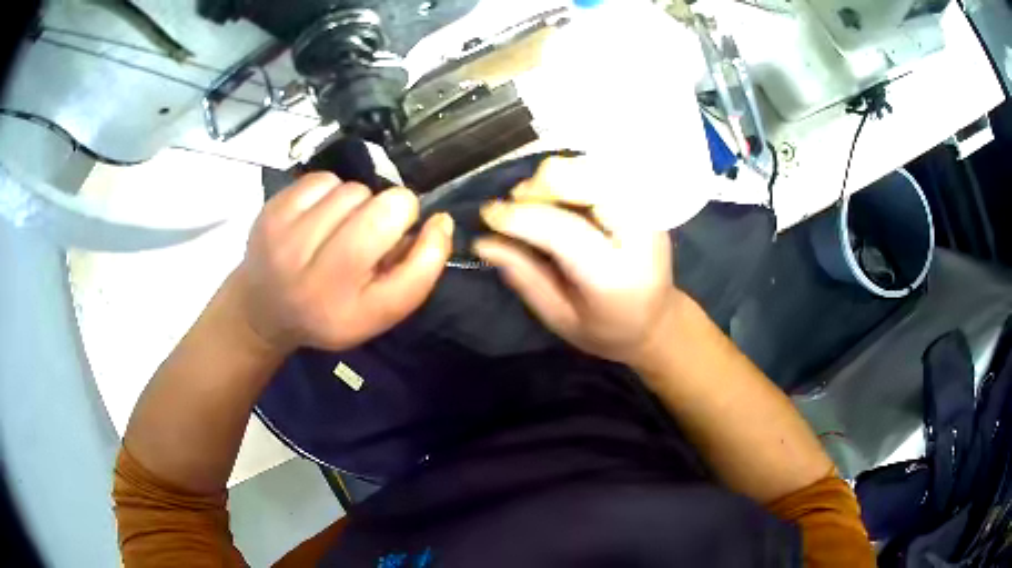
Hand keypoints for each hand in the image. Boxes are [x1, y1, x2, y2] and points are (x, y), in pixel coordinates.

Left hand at [228, 173, 453, 352]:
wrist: (265, 308)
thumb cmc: (333, 310)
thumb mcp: (380, 310)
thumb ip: (419, 270)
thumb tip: (439, 219)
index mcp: (349, 308)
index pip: (407, 259)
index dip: (422, 232)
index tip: (417, 231)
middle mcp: (314, 276)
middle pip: (380, 209)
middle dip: (390, 212)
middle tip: (374, 231)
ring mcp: (286, 239)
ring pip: (352, 191)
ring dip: (358, 203)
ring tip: (344, 225)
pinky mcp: (271, 212)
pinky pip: (323, 180)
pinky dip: (331, 191)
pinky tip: (322, 214)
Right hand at [473, 158, 680, 366]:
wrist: (657, 320)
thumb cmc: (607, 329)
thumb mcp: (560, 318)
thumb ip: (525, 277)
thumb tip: (483, 242)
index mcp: (615, 275)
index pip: (563, 230)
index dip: (519, 217)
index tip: (488, 214)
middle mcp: (639, 232)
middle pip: (583, 179)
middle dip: (539, 187)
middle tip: (519, 208)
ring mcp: (648, 209)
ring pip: (591, 164)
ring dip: (555, 178)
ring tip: (539, 204)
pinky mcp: (646, 197)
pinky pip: (602, 167)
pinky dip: (573, 175)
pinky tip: (563, 197)